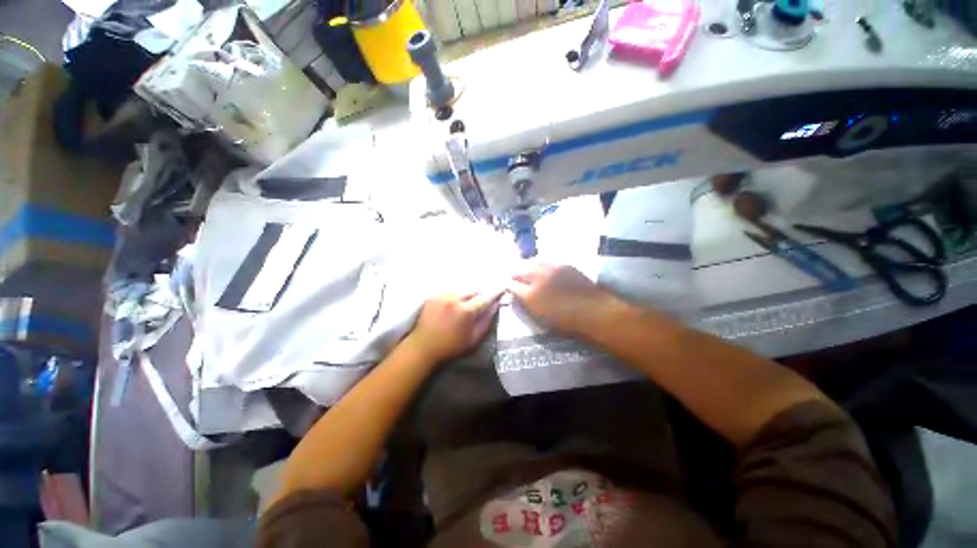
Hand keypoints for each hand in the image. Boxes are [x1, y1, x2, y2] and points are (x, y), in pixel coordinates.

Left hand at [407, 290, 502, 362]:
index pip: (485, 297)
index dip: (495, 292)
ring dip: (466, 295)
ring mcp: (442, 296)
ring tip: (464, 305)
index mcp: (466, 310)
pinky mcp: (433, 296)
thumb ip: (486, 321)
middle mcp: (454, 299)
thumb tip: (495, 306)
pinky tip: (451, 306)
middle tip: (479, 304)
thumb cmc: (451, 346)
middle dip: (478, 295)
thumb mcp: (473, 338)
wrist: (423, 347)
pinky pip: (449, 292)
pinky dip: (454, 296)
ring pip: (461, 290)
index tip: (502, 287)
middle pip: (473, 290)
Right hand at [508, 262, 620, 336]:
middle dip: (515, 274)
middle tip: (516, 278)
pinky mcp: (563, 264)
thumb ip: (528, 304)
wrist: (594, 312)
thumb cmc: (567, 322)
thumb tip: (520, 296)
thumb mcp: (541, 318)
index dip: (509, 286)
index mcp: (530, 296)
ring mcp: (550, 269)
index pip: (512, 285)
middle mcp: (537, 278)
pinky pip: (546, 259)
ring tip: (528, 270)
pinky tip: (543, 267)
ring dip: (527, 266)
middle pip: (519, 270)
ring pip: (532, 261)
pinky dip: (541, 262)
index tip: (509, 287)